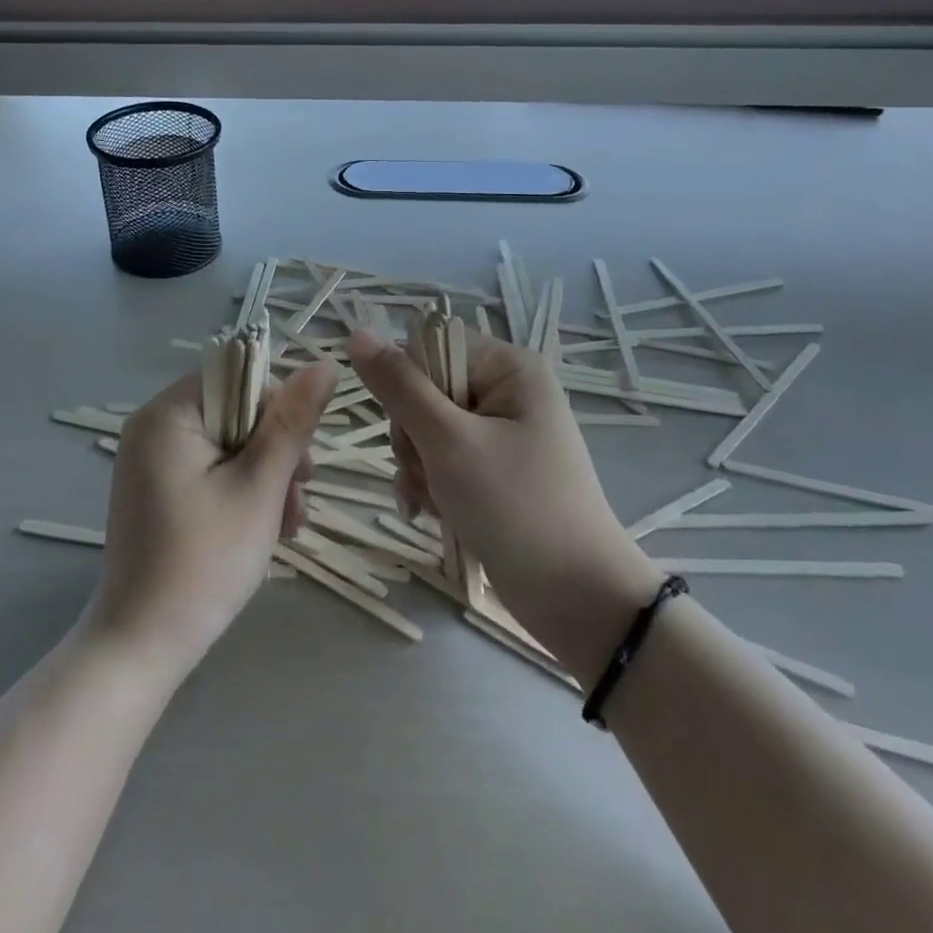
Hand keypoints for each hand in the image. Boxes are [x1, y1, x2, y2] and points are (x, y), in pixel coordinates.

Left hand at [82, 360, 337, 678]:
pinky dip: (240, 490)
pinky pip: (209, 469)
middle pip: (235, 412)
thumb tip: (325, 364)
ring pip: (228, 443)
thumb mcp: (259, 487)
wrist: (142, 644)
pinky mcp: (156, 487)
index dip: (278, 410)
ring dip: (265, 476)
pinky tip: (264, 529)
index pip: (238, 377)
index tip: (301, 461)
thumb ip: (292, 422)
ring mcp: (151, 459)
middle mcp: (152, 426)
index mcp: (168, 414)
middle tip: (298, 501)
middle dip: (275, 453)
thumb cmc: (204, 562)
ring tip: (287, 525)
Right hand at [348, 326, 661, 669]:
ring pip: (424, 429)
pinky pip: (440, 459)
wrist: (575, 599)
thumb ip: (400, 387)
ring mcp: (499, 432)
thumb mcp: (449, 442)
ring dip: (417, 466)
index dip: (408, 384)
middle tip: (429, 470)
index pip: (429, 347)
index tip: (412, 426)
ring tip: (435, 501)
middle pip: (423, 390)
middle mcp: (505, 391)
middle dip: (412, 436)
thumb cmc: (515, 507)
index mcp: (508, 367)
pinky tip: (431, 513)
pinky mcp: (491, 469)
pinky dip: (429, 484)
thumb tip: (357, 334)